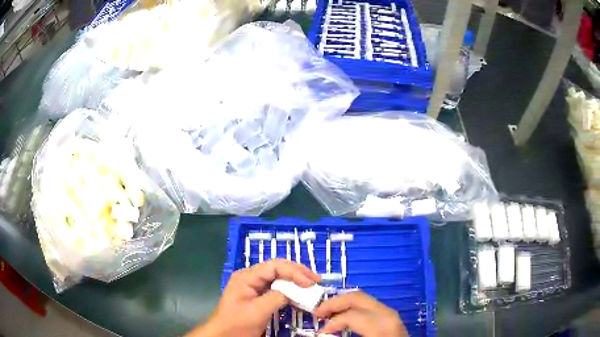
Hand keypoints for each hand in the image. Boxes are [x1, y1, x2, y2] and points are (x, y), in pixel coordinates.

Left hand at [186, 259, 319, 336]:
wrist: (224, 334)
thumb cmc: (237, 323)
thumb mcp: (257, 311)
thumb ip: (276, 298)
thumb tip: (294, 291)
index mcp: (247, 277)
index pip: (274, 266)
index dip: (294, 272)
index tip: (310, 283)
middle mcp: (251, 277)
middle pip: (277, 268)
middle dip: (298, 272)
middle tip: (316, 280)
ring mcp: (254, 286)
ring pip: (278, 276)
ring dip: (295, 279)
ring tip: (311, 284)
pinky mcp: (258, 295)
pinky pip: (276, 287)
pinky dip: (290, 289)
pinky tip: (300, 292)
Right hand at [314, 291, 407, 336]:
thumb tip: (323, 333)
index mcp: (382, 327)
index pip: (352, 315)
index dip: (332, 322)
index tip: (320, 332)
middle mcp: (389, 316)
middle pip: (359, 298)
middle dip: (335, 303)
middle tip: (318, 312)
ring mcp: (392, 315)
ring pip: (365, 299)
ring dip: (344, 304)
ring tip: (328, 313)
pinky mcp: (392, 317)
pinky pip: (370, 306)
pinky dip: (354, 308)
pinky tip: (346, 316)